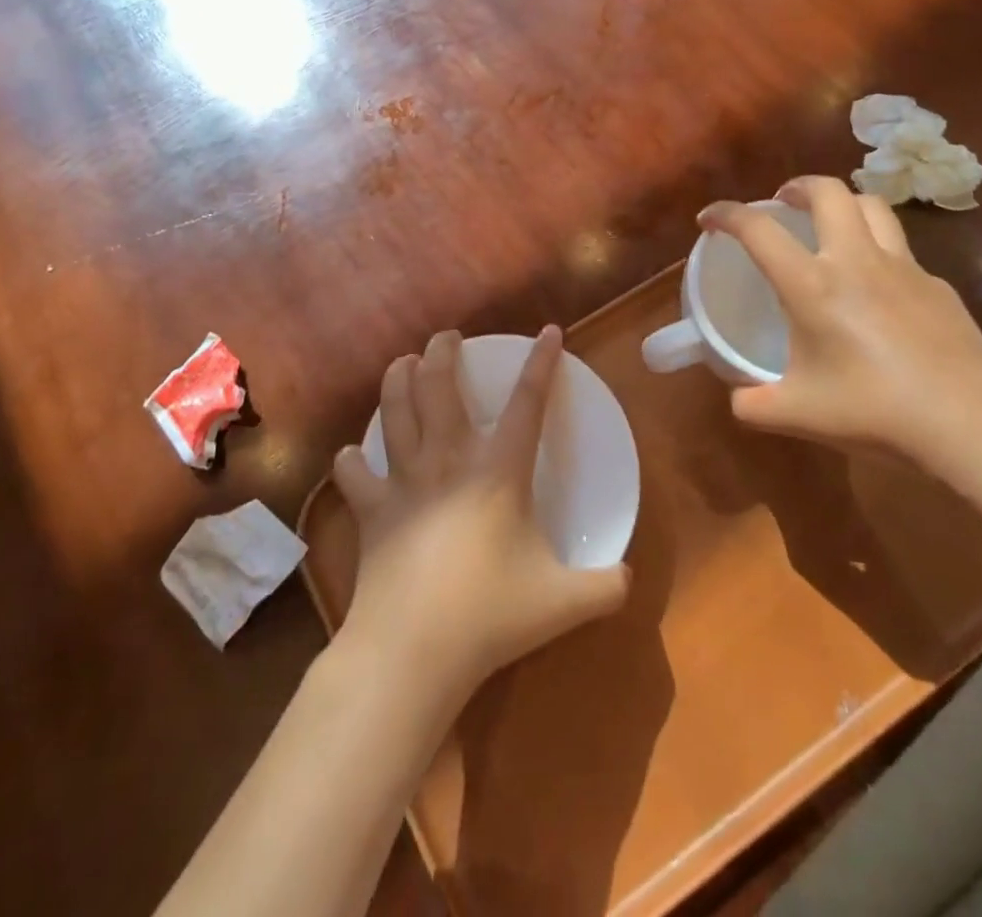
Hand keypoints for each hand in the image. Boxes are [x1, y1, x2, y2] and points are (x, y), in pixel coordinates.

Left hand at [331, 326, 630, 699]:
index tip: (549, 331)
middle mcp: (447, 460)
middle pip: (439, 386)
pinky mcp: (370, 511)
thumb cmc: (490, 615)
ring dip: (397, 380)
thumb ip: (605, 587)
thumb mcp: (564, 603)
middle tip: (446, 338)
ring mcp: (403, 482)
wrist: (413, 650)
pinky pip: (353, 473)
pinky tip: (353, 455)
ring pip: (394, 411)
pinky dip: (351, 460)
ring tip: (404, 363)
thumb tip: (629, 580)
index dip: (541, 363)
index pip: (528, 403)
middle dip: (442, 351)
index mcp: (498, 471)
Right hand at [698, 177, 981, 465]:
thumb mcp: (797, 414)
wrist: (969, 425)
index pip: (758, 230)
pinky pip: (901, 251)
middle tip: (781, 203)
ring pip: (872, 206)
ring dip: (842, 204)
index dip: (726, 215)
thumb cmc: (874, 413)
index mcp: (812, 286)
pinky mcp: (937, 286)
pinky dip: (877, 251)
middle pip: (828, 191)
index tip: (709, 219)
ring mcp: (904, 268)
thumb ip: (753, 403)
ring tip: (829, 224)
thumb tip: (737, 397)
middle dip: (797, 186)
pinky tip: (876, 289)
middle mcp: (856, 261)